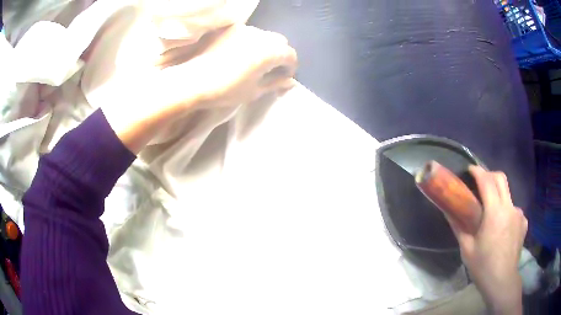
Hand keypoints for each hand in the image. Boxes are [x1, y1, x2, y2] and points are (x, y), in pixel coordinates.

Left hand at [100, 24, 296, 152]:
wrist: (189, 81)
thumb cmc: (224, 90)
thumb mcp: (253, 91)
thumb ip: (274, 83)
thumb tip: (288, 82)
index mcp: (269, 51)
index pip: (290, 55)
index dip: (290, 67)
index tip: (283, 77)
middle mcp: (259, 34)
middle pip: (278, 42)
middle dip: (278, 55)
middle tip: (268, 70)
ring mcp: (242, 29)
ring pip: (262, 36)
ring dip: (263, 47)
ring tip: (251, 62)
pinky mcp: (227, 29)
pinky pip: (246, 33)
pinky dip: (248, 43)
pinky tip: (236, 54)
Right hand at [445, 166, 526, 314]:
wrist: (503, 281)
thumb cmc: (483, 266)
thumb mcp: (467, 249)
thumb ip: (459, 227)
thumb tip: (448, 211)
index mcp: (495, 212)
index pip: (487, 181)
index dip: (478, 171)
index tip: (470, 170)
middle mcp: (510, 207)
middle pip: (501, 178)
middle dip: (490, 175)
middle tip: (480, 183)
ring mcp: (519, 214)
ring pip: (508, 195)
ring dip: (499, 197)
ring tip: (492, 216)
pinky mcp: (523, 222)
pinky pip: (514, 210)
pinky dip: (507, 212)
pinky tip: (503, 229)